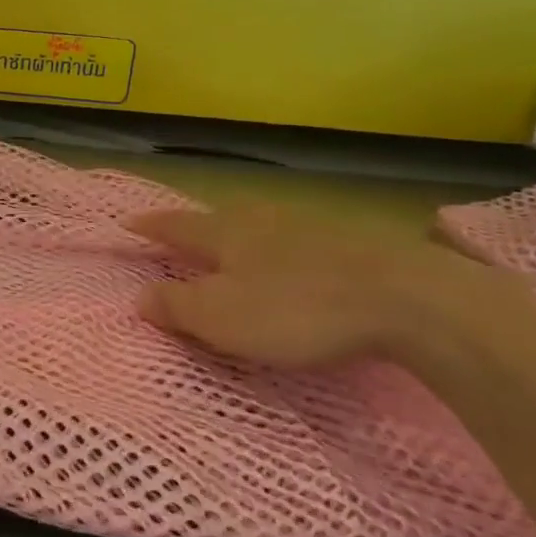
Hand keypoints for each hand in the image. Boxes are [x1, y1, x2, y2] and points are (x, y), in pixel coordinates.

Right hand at [126, 204, 522, 370]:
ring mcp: (309, 226)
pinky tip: (293, 264)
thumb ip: (176, 307)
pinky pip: (297, 241)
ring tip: (233, 249)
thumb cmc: (298, 309)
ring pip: (260, 226)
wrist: (410, 299)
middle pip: (218, 218)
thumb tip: (139, 296)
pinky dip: (280, 251)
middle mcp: (261, 219)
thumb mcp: (223, 318)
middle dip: (196, 227)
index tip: (126, 223)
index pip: (175, 225)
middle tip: (180, 237)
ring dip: (240, 236)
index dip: (150, 227)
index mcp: (225, 232)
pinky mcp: (351, 243)